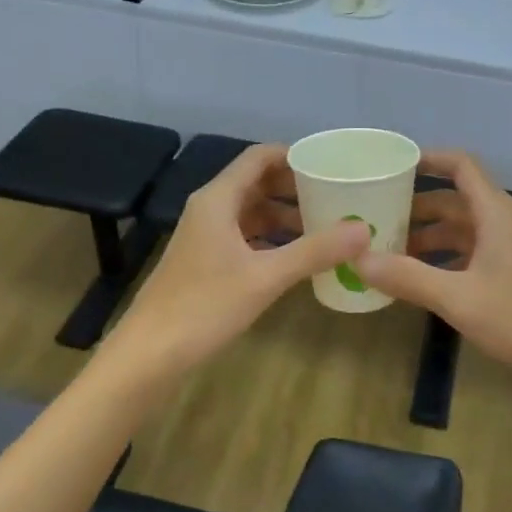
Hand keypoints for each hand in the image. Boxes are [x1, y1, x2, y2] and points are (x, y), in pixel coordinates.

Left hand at [110, 144, 369, 369]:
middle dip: (296, 188)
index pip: (259, 158)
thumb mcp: (266, 277)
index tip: (332, 166)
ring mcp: (206, 237)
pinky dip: (272, 239)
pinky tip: (298, 256)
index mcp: (218, 199)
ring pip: (252, 212)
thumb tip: (363, 229)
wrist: (149, 355)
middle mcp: (210, 209)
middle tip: (338, 197)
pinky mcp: (206, 262)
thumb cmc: (204, 306)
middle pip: (257, 183)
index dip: (295, 156)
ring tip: (326, 227)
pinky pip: (246, 237)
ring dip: (286, 216)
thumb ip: (314, 251)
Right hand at [353, 151, 511, 385]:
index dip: (427, 160)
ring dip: (429, 237)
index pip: (460, 166)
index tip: (391, 167)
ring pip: (463, 230)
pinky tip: (422, 280)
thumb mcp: (459, 298)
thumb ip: (408, 278)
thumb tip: (359, 258)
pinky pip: (473, 253)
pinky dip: (445, 259)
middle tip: (375, 218)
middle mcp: (504, 223)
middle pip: (455, 200)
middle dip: (416, 206)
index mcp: (495, 214)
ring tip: (389, 251)